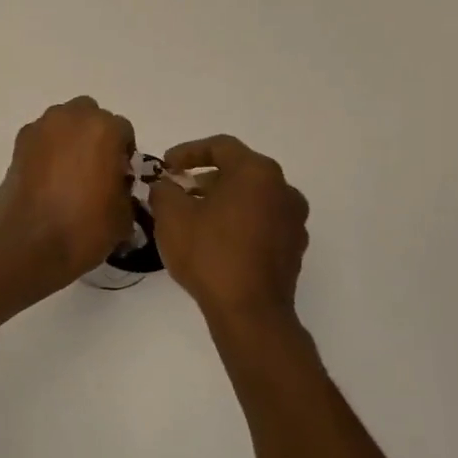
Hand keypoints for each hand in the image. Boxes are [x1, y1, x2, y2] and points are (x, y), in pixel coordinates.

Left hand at [0, 97, 136, 291]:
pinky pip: (41, 140)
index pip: (123, 131)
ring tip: (70, 175)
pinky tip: (48, 181)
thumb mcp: (124, 214)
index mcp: (104, 129)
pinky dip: (47, 152)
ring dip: (69, 140)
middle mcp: (70, 118)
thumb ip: (124, 188)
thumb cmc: (84, 228)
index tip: (120, 178)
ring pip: (62, 124)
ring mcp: (39, 129)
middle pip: (90, 116)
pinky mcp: (17, 146)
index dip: (124, 155)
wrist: (29, 245)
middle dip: (95, 136)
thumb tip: (115, 186)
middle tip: (96, 169)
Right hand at [149, 135, 309, 320]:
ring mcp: (293, 219)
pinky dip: (239, 221)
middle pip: (239, 170)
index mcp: (256, 172)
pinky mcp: (294, 247)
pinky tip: (217, 239)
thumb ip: (164, 190)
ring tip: (194, 216)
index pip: (220, 146)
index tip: (165, 165)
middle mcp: (283, 188)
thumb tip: (165, 185)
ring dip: (223, 200)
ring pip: (253, 197)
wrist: (250, 311)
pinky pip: (262, 221)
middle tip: (178, 190)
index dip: (188, 151)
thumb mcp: (171, 216)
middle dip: (205, 177)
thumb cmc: (209, 254)